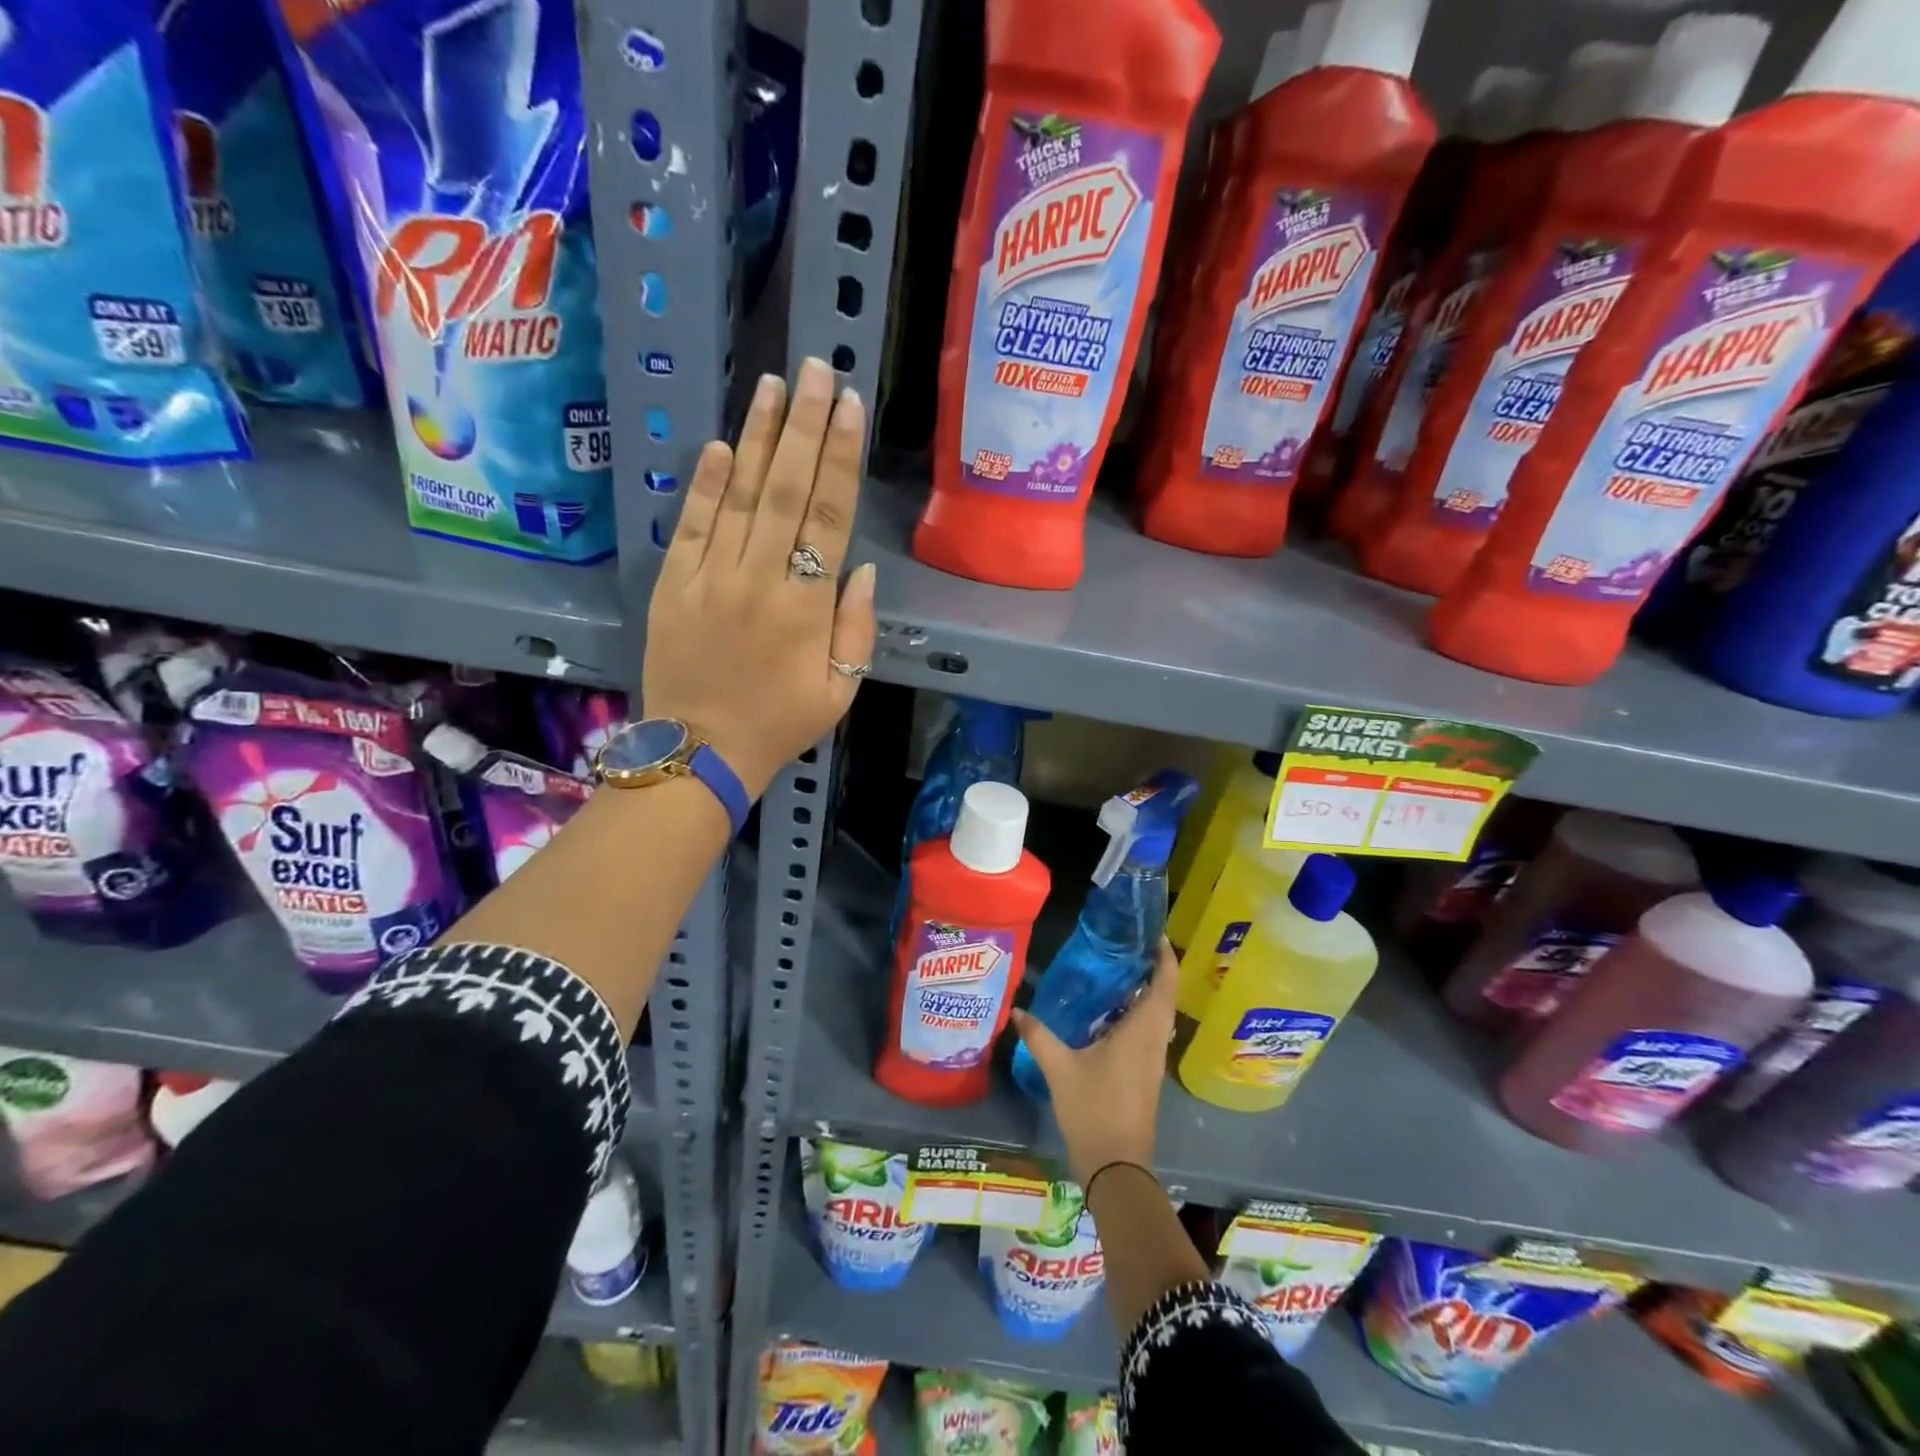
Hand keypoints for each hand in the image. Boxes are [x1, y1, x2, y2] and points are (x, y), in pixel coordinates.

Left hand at [643, 358, 876, 797]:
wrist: (701, 753)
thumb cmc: (781, 723)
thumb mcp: (841, 689)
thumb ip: (856, 627)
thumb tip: (860, 567)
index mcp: (806, 607)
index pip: (829, 516)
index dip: (840, 457)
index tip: (849, 407)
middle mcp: (759, 580)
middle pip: (786, 490)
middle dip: (803, 426)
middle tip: (815, 370)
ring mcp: (709, 578)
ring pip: (739, 496)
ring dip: (757, 438)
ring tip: (773, 386)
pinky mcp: (672, 585)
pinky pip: (691, 525)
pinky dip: (705, 484)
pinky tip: (721, 445)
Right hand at [1011, 939, 1176, 1188]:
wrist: (1116, 1167)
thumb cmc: (1094, 1109)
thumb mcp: (1059, 1068)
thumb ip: (1038, 1035)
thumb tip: (1017, 1009)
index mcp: (1142, 1031)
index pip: (1164, 983)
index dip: (1164, 955)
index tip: (1152, 933)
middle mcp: (1155, 1040)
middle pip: (1165, 994)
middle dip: (1153, 967)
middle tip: (1126, 944)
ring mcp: (1153, 1060)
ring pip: (1158, 1014)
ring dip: (1146, 991)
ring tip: (1115, 969)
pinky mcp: (1146, 1074)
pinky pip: (1149, 1031)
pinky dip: (1137, 1013)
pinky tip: (1109, 1012)